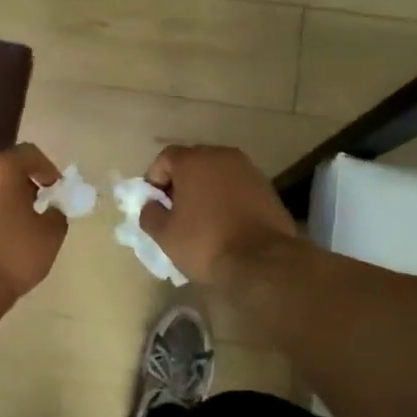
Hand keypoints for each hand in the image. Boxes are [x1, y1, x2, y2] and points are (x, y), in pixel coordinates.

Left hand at [0, 144, 68, 305]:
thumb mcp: (51, 236)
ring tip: (11, 226)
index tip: (56, 190)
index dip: (48, 169)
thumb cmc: (11, 255)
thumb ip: (57, 214)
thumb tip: (50, 211)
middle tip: (36, 207)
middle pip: (2, 169)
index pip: (30, 154)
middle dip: (21, 184)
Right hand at [140, 145, 297, 284]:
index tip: (155, 204)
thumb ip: (150, 214)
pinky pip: (237, 185)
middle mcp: (222, 156)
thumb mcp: (165, 235)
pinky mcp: (266, 187)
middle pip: (193, 162)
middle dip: (180, 182)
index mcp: (194, 161)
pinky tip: (225, 222)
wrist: (262, 260)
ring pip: (217, 173)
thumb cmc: (205, 243)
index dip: (155, 179)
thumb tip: (151, 206)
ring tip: (201, 218)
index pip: (165, 158)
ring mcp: (248, 169)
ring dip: (205, 189)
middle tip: (176, 210)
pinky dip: (226, 197)